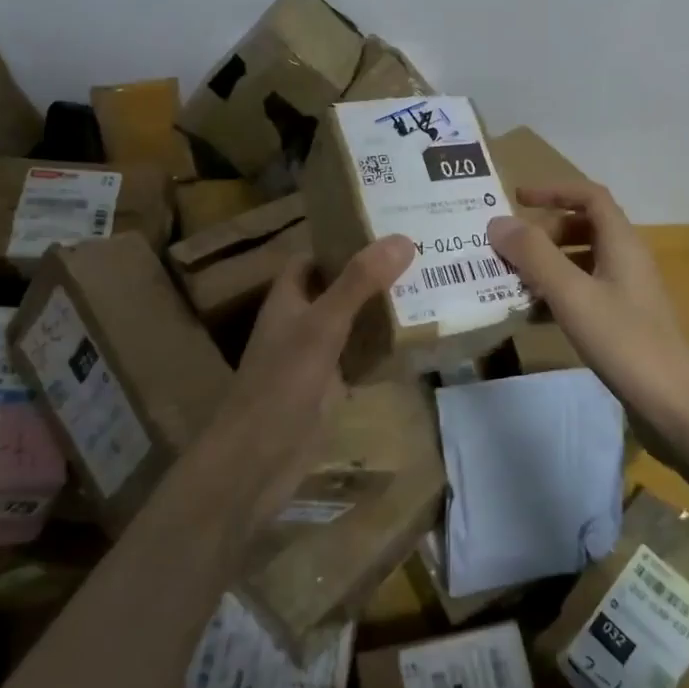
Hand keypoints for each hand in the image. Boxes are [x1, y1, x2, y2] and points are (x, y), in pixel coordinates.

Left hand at [216, 233, 415, 532]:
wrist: (257, 461)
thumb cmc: (282, 384)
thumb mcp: (322, 326)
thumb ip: (358, 283)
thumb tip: (402, 239)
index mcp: (289, 298)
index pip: (316, 256)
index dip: (345, 240)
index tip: (389, 227)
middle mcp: (301, 321)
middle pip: (339, 287)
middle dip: (374, 274)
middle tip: (424, 255)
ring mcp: (315, 356)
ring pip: (353, 322)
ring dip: (383, 309)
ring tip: (431, 288)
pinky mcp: (330, 388)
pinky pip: (361, 357)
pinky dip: (384, 348)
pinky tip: (418, 341)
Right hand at [488, 184, 688, 451]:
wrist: (676, 405)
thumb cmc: (625, 341)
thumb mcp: (572, 294)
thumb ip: (534, 256)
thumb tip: (498, 222)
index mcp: (622, 243)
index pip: (590, 197)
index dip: (554, 191)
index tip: (517, 199)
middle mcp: (628, 260)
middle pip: (584, 227)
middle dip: (544, 232)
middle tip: (509, 249)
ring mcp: (628, 293)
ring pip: (583, 262)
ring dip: (548, 264)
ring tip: (512, 279)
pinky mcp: (624, 322)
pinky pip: (585, 293)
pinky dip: (558, 294)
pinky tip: (534, 315)